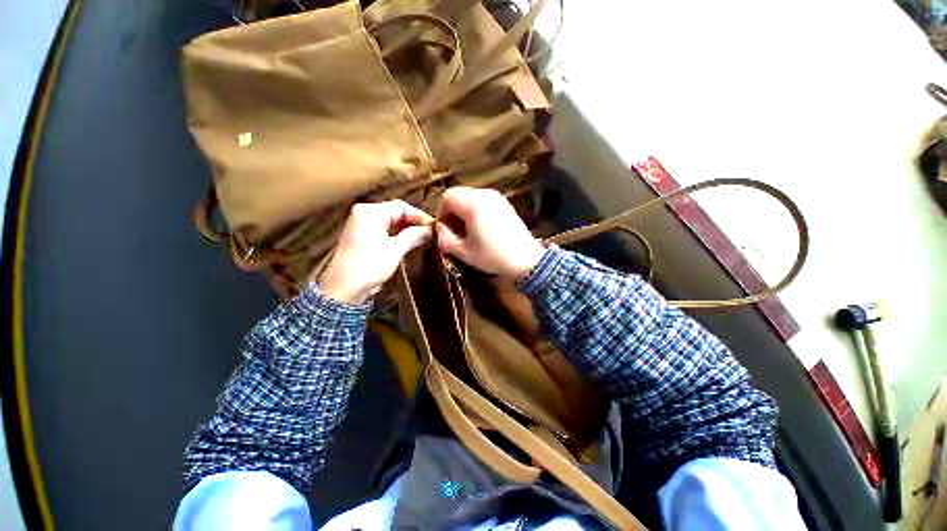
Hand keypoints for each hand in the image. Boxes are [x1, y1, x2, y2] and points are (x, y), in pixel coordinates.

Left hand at [321, 200, 432, 304]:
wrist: (345, 289)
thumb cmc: (370, 265)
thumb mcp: (395, 249)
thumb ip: (414, 235)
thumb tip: (431, 229)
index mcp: (370, 212)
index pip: (401, 207)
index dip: (419, 216)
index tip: (434, 226)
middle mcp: (365, 214)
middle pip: (396, 213)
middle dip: (414, 222)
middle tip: (431, 232)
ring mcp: (363, 226)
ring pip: (392, 222)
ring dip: (408, 230)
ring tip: (425, 237)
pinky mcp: (365, 238)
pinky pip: (386, 231)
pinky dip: (399, 235)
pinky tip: (412, 241)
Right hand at [436, 187, 544, 279]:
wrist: (525, 259)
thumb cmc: (492, 256)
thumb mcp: (463, 252)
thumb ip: (444, 238)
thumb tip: (439, 228)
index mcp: (472, 204)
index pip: (447, 197)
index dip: (441, 212)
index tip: (445, 230)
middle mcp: (484, 194)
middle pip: (458, 194)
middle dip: (452, 211)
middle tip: (456, 231)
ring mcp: (497, 197)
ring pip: (470, 196)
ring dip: (464, 210)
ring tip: (469, 230)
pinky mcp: (505, 202)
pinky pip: (483, 200)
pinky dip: (477, 210)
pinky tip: (482, 227)